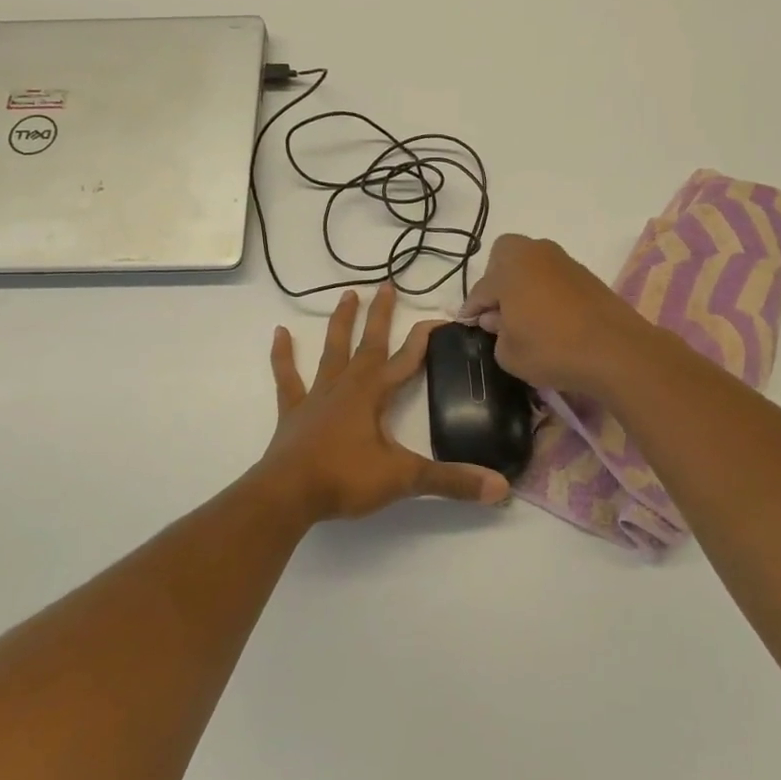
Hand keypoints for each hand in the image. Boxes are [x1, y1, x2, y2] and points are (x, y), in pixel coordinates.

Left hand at [261, 283, 510, 521]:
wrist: (287, 495)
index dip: (424, 339)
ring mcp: (316, 397)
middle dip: (381, 315)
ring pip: (332, 351)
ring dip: (341, 324)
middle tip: (387, 284)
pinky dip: (283, 356)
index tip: (441, 318)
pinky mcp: (293, 413)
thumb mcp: (404, 479)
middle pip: (368, 344)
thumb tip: (500, 487)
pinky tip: (279, 333)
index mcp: (373, 395)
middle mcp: (346, 386)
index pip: (405, 359)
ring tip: (347, 294)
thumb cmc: (345, 479)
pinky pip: (288, 378)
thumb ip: (451, 481)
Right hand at [459, 234, 648, 393]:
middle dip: (496, 280)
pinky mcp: (586, 275)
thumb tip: (498, 319)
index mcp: (509, 268)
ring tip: (524, 318)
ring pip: (531, 266)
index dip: (471, 310)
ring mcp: (564, 262)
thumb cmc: (552, 350)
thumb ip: (496, 334)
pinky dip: (545, 292)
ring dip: (523, 285)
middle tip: (497, 312)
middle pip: (505, 257)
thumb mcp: (509, 354)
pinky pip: (553, 278)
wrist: (617, 351)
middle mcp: (535, 254)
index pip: (481, 289)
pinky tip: (549, 319)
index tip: (467, 324)